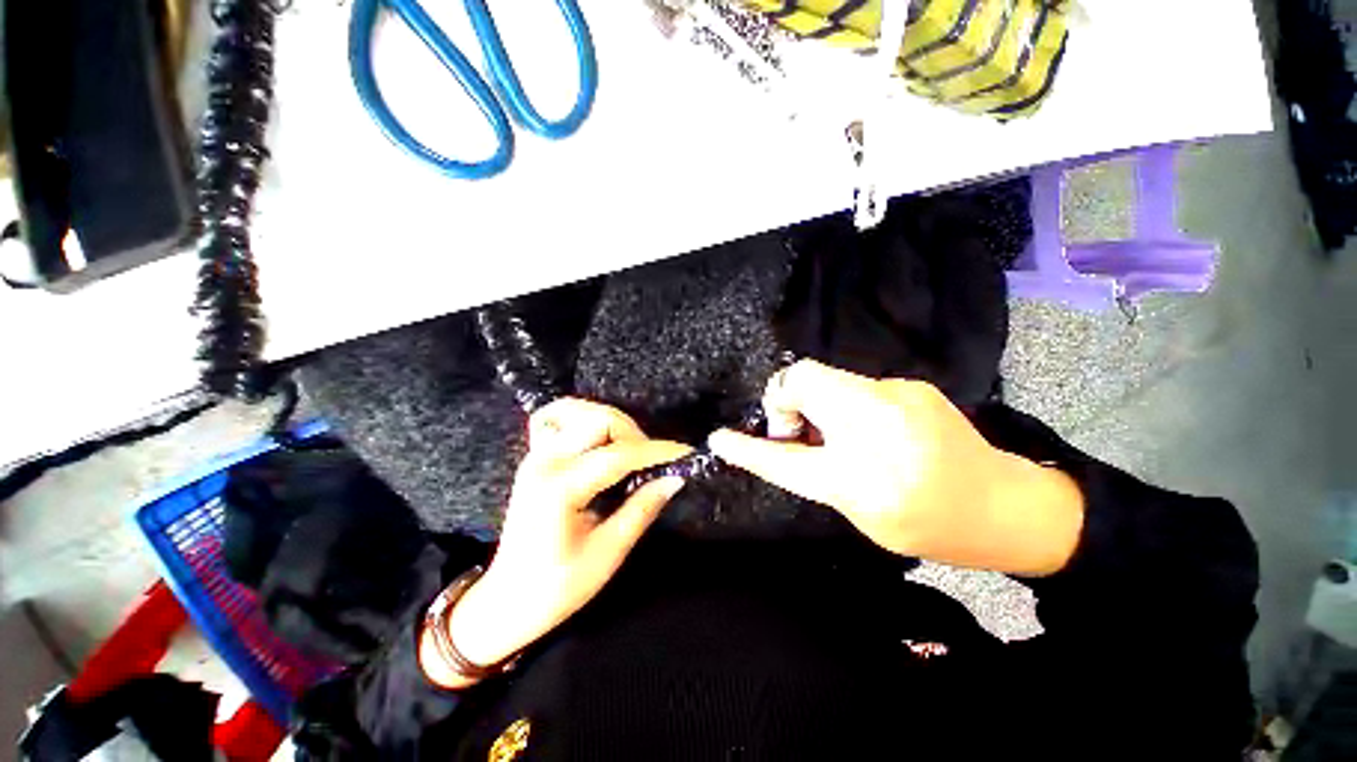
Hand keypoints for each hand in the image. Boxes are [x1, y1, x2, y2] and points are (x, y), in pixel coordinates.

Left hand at [422, 399, 689, 688]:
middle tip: (653, 462)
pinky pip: (562, 420)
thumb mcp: (606, 555)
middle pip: (599, 421)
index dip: (656, 451)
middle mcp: (545, 462)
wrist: (505, 602)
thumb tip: (675, 478)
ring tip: (632, 451)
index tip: (686, 453)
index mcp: (560, 489)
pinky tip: (600, 438)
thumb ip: (641, 509)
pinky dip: (585, 420)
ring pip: (581, 412)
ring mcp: (536, 455)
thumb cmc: (556, 589)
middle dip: (634, 435)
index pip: (619, 455)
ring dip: (614, 424)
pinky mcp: (536, 456)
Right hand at [709, 360, 1083, 575]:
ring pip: (824, 377)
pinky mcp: (910, 385)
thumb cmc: (930, 524)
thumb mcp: (861, 512)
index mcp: (862, 477)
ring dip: (813, 402)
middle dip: (784, 402)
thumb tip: (785, 439)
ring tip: (832, 432)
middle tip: (798, 432)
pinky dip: (841, 402)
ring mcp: (898, 395)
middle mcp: (877, 425)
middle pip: (801, 380)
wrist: (1007, 506)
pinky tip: (865, 427)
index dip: (747, 447)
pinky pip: (851, 385)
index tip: (719, 438)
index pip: (784, 456)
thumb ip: (816, 473)